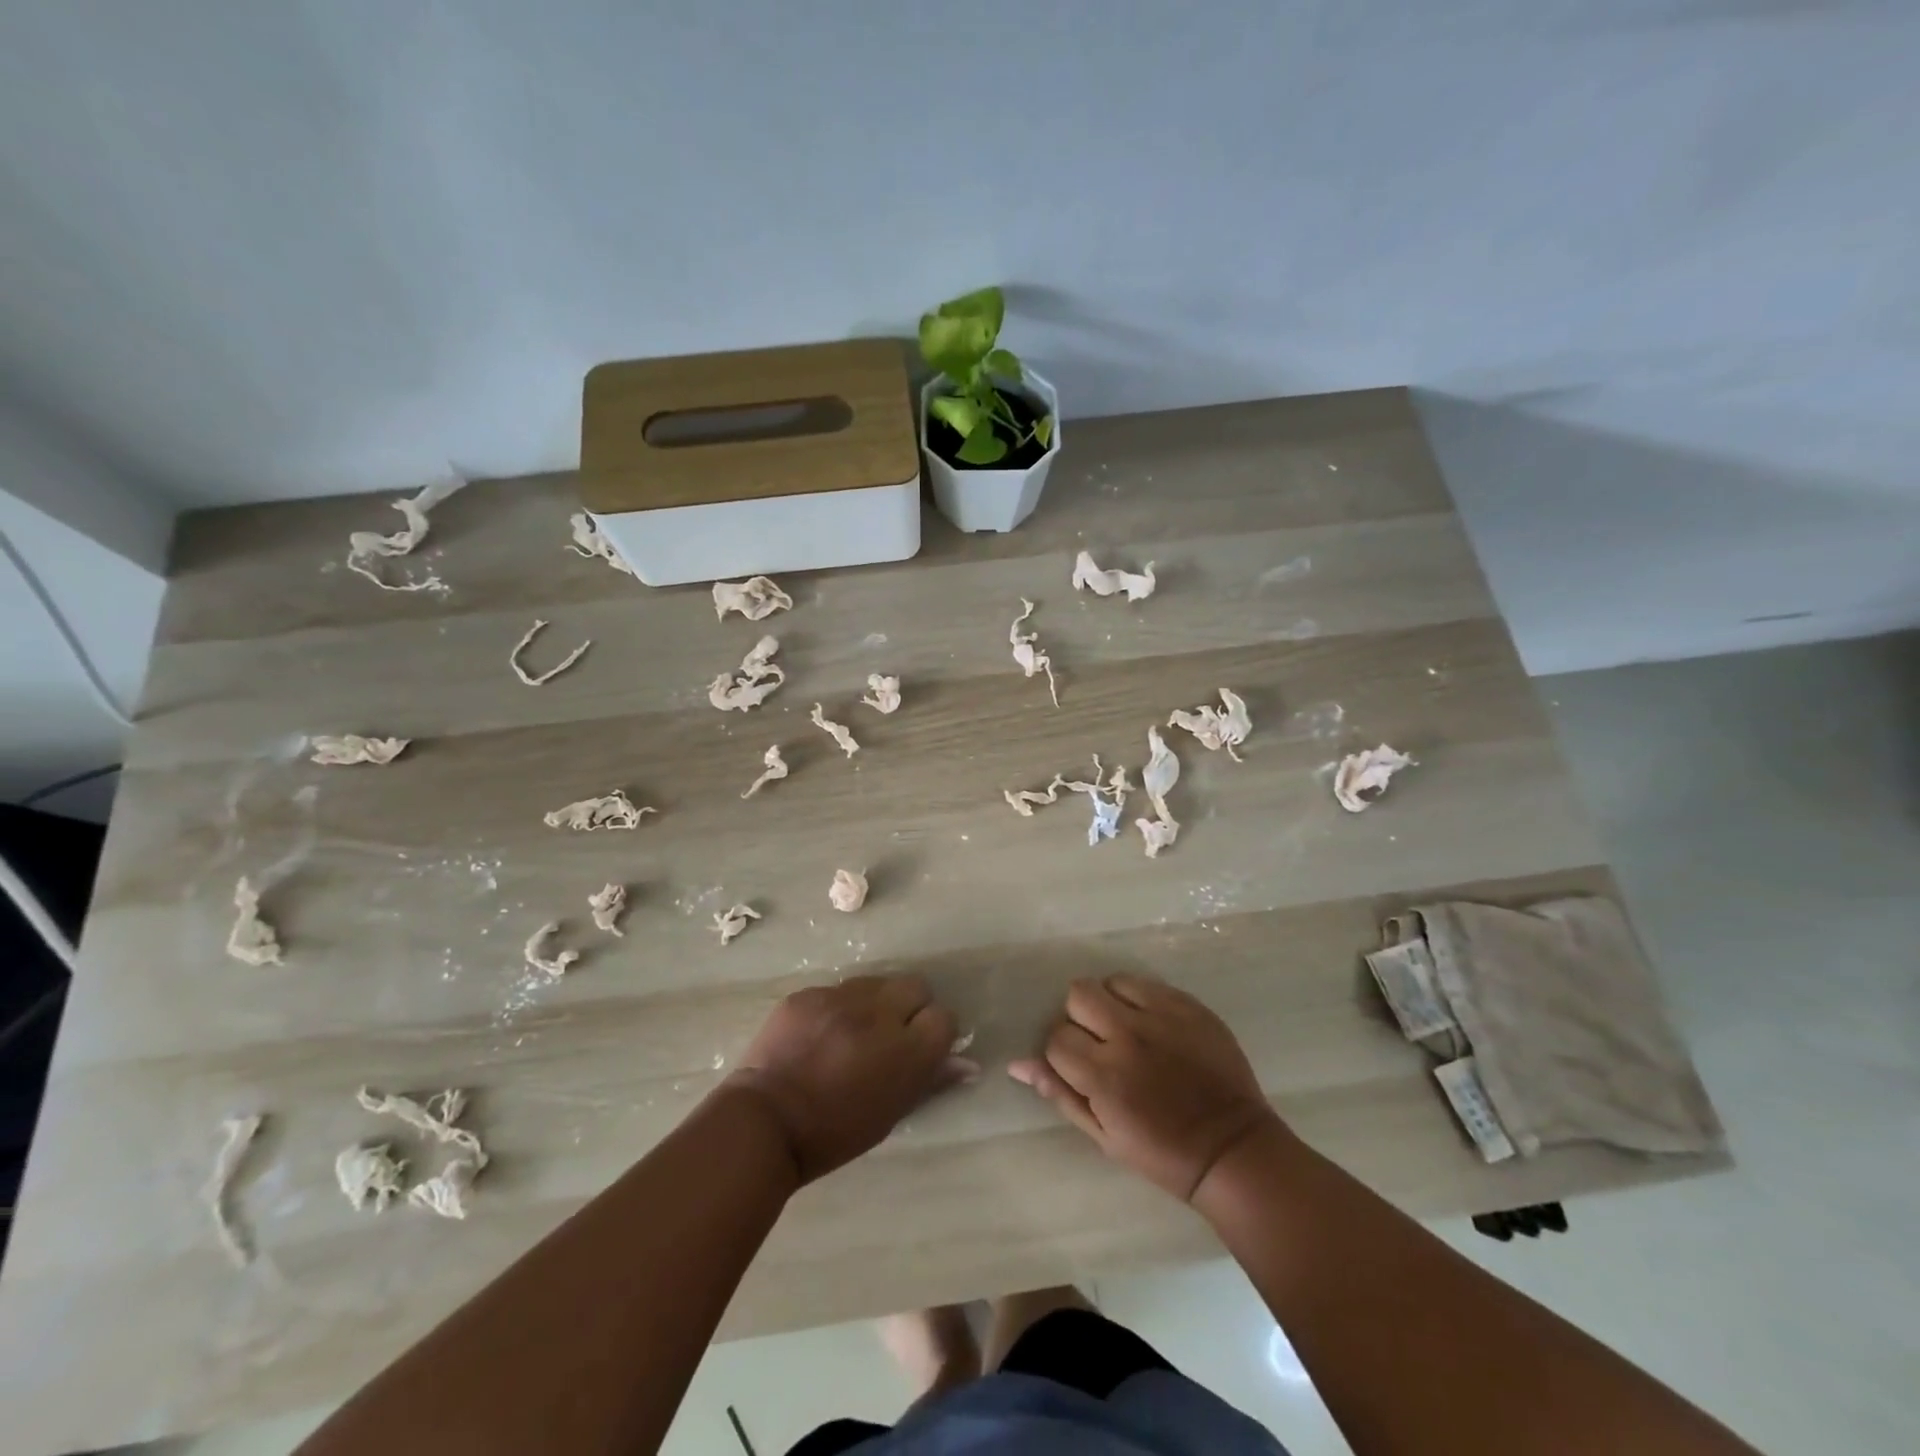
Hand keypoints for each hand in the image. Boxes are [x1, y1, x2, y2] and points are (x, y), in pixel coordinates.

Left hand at [728, 975, 967, 1184]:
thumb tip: (967, 1063)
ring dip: (875, 1003)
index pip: (944, 1018)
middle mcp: (878, 1014)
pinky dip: (837, 1008)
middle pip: (915, 986)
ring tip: (854, 1032)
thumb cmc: (833, 1133)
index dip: (936, 1032)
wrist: (763, 1123)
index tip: (922, 1046)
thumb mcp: (889, 1114)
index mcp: (905, 1051)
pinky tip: (821, 1034)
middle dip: (911, 1007)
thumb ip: (930, 1080)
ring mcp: (839, 998)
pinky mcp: (808, 993)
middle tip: (891, 1034)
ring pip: (876, 983)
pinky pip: (836, 990)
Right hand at [1009, 975, 1281, 1201]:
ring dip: (1109, 1003)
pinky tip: (1151, 1024)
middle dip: (1079, 1018)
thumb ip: (1060, 1094)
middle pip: (1078, 995)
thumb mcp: (1103, 1135)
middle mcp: (1128, 1036)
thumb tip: (1018, 1064)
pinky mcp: (1188, 1005)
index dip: (1061, 1053)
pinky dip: (1139, 998)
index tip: (1080, 1068)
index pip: (1055, 1038)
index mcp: (1104, 1076)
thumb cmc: (1162, 1153)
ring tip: (1126, 1028)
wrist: (1232, 1149)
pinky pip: (1146, 982)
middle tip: (1098, 1042)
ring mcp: (1161, 1016)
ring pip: (1109, 982)